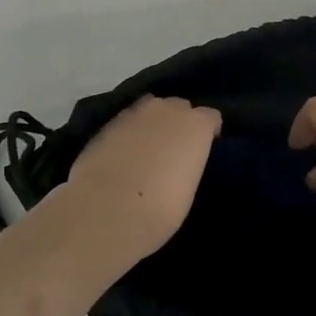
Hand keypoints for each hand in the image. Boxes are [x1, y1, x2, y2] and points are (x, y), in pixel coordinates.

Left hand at [62, 95, 221, 260]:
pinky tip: (121, 153)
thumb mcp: (187, 189)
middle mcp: (167, 109)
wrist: (107, 210)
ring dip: (151, 122)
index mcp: (196, 125)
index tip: (203, 148)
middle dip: (178, 122)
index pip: (210, 117)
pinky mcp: (105, 124)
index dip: (208, 132)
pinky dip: (126, 133)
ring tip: (145, 148)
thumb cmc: (161, 209)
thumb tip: (177, 166)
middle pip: (179, 106)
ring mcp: (133, 113)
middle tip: (173, 149)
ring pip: (149, 109)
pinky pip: (125, 122)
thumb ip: (186, 165)